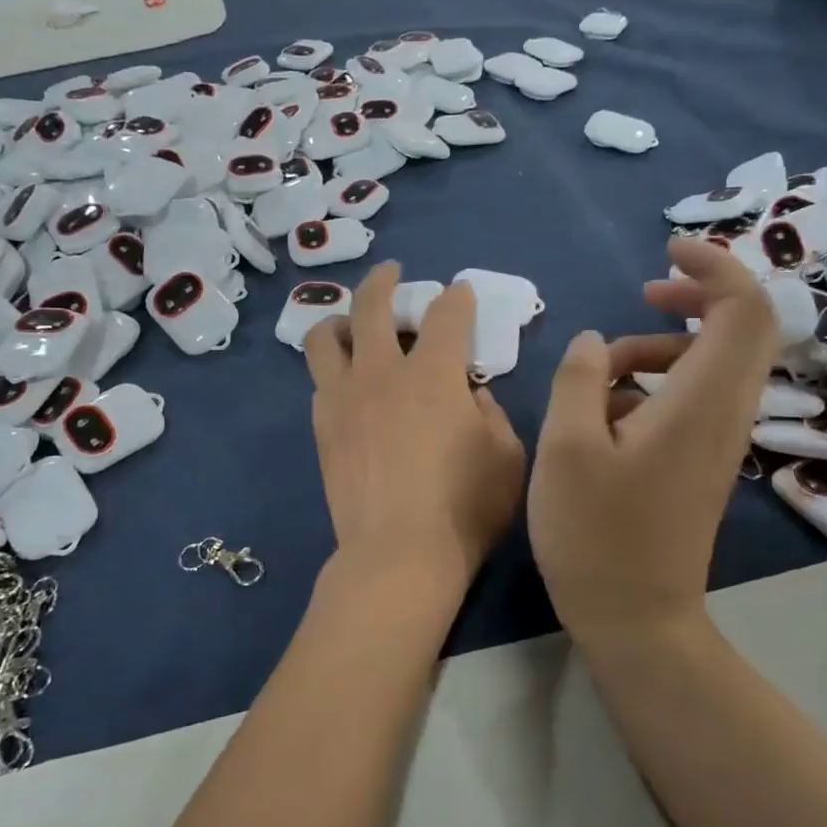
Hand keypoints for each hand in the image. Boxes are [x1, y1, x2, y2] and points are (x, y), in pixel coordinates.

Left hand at [306, 263, 526, 600]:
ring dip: (339, 319)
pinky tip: (347, 383)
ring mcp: (344, 398)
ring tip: (351, 325)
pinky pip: (320, 381)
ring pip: (324, 337)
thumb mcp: (506, 456)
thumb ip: (492, 414)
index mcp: (433, 374)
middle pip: (371, 306)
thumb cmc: (465, 507)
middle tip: (391, 273)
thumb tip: (469, 395)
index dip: (456, 298)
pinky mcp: (322, 428)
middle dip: (383, 280)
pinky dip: (333, 369)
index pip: (446, 315)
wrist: (398, 554)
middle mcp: (381, 373)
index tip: (460, 293)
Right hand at [528, 239, 779, 643]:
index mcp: (702, 402)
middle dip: (697, 296)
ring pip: (713, 363)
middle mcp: (726, 413)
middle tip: (645, 292)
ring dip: (663, 345)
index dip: (715, 265)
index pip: (744, 308)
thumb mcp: (567, 447)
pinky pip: (695, 396)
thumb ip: (580, 379)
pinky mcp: (702, 462)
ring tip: (604, 366)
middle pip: (744, 328)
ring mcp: (719, 440)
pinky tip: (606, 409)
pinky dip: (658, 380)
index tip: (667, 250)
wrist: (636, 619)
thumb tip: (595, 342)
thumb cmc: (596, 534)